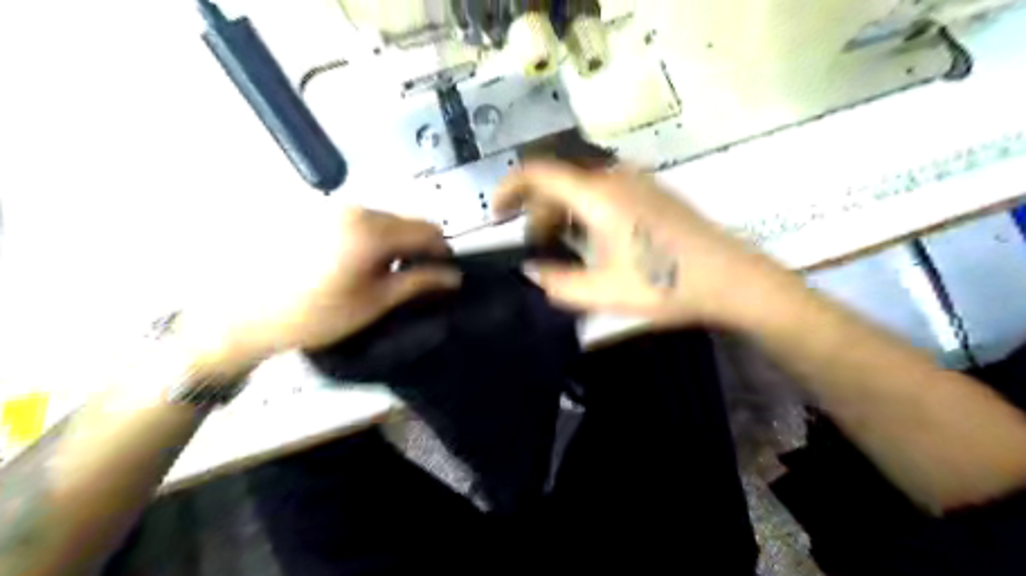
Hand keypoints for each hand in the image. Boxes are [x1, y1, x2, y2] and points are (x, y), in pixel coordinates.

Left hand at [177, 202, 458, 373]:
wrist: (246, 315)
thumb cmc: (317, 314)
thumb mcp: (376, 301)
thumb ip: (419, 282)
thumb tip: (453, 276)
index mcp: (373, 229)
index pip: (428, 230)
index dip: (443, 251)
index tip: (445, 272)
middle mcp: (355, 209)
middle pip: (406, 221)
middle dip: (418, 246)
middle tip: (414, 277)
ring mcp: (332, 208)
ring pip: (383, 220)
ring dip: (394, 242)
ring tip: (383, 273)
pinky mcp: (315, 214)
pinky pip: (359, 220)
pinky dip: (371, 238)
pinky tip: (357, 263)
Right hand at [492, 161, 783, 328]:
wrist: (733, 279)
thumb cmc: (666, 285)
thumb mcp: (603, 292)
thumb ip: (557, 282)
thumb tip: (530, 270)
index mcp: (598, 195)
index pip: (538, 173)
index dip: (509, 188)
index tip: (497, 214)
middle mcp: (615, 177)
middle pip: (559, 181)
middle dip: (538, 212)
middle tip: (537, 248)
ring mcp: (638, 181)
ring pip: (582, 187)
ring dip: (563, 213)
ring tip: (565, 249)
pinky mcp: (653, 192)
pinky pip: (605, 191)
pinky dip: (586, 211)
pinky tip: (596, 242)